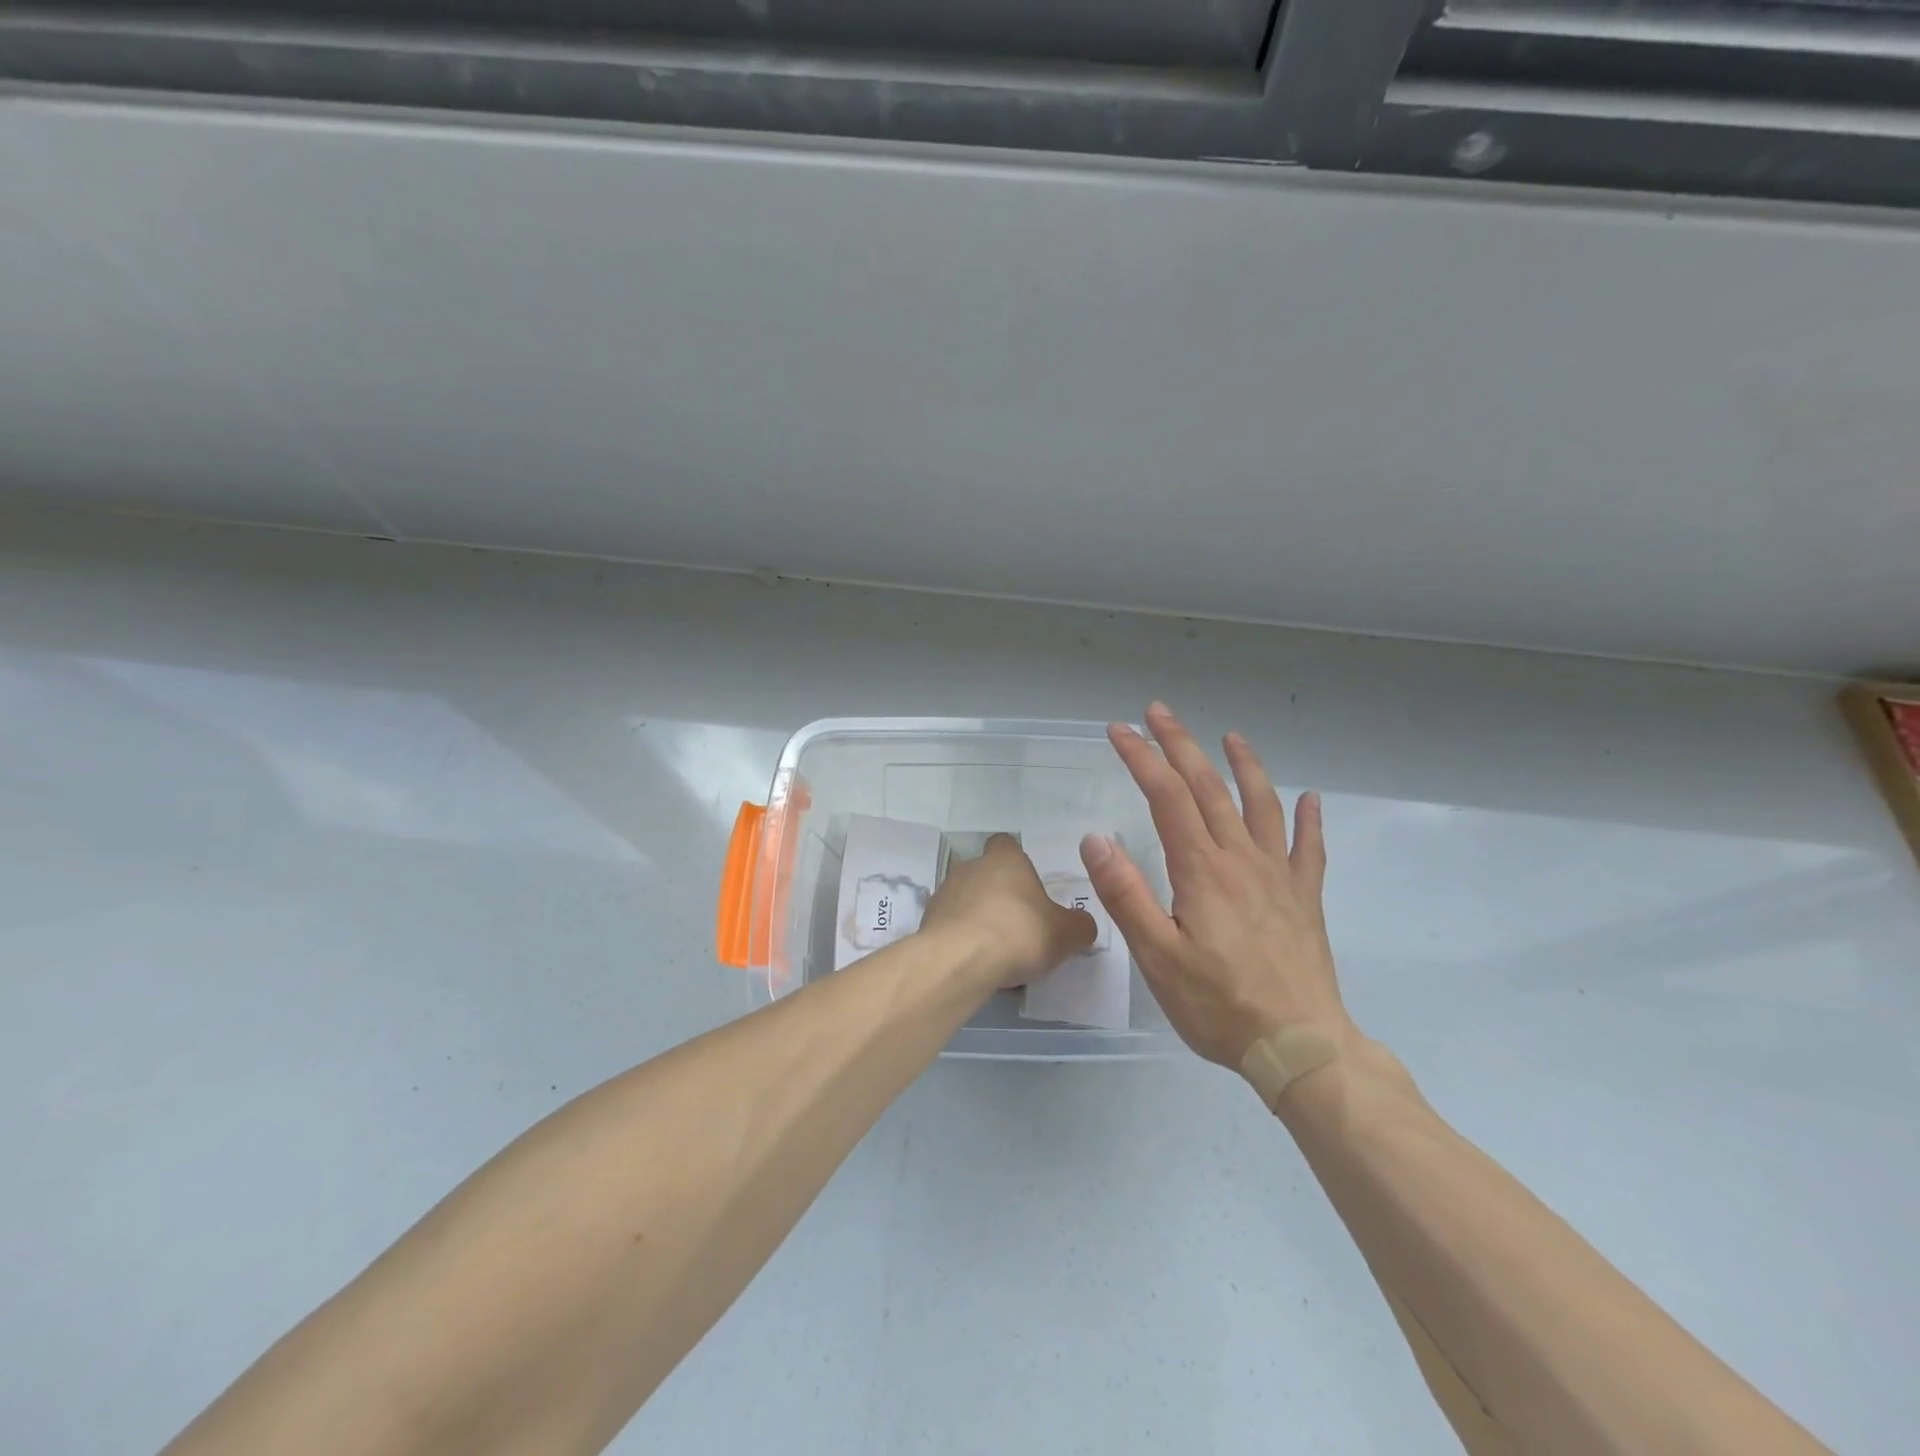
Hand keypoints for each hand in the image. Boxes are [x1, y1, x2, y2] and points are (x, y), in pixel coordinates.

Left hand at [921, 833, 1096, 989]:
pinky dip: (962, 940)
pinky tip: (976, 964)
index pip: (1007, 844)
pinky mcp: (927, 922)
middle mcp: (970, 867)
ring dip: (978, 918)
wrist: (960, 960)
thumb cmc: (1019, 933)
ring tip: (997, 952)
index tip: (1029, 888)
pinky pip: (950, 926)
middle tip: (1019, 926)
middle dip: (999, 896)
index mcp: (1005, 859)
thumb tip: (1082, 925)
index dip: (1018, 863)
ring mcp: (944, 893)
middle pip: (986, 874)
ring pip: (966, 900)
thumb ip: (1079, 926)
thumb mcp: (1066, 933)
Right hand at [1080, 702, 1354, 1068]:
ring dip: (1244, 765)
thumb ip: (1126, 895)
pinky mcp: (1304, 898)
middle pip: (1209, 787)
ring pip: (1261, 804)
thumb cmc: (1219, 1005)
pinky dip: (1308, 819)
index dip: (1142, 758)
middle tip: (1159, 712)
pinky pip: (1308, 848)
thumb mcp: (1158, 957)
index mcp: (1202, 869)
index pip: (1166, 796)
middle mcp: (1241, 859)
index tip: (1119, 730)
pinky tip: (1310, 799)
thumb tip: (1096, 837)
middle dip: (1181, 744)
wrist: (1300, 1046)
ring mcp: (1278, 876)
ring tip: (1231, 736)